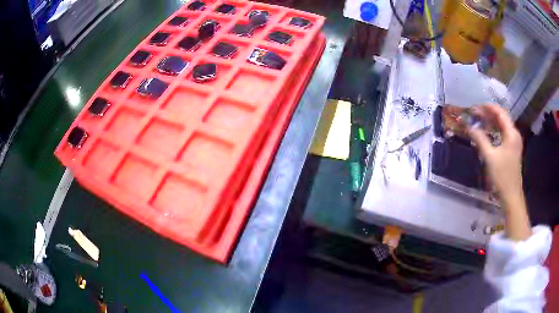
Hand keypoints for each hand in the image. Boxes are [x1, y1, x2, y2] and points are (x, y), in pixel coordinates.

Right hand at [469, 104, 522, 199]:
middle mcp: (514, 134)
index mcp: (511, 133)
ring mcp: (514, 142)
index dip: (487, 107)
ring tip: (479, 121)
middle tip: (475, 114)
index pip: (500, 112)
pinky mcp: (512, 150)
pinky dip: (495, 130)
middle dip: (488, 113)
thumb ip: (480, 139)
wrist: (511, 195)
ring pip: (502, 126)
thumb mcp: (490, 157)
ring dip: (491, 122)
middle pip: (501, 117)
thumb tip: (469, 127)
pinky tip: (487, 133)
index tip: (475, 107)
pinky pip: (503, 134)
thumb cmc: (502, 176)